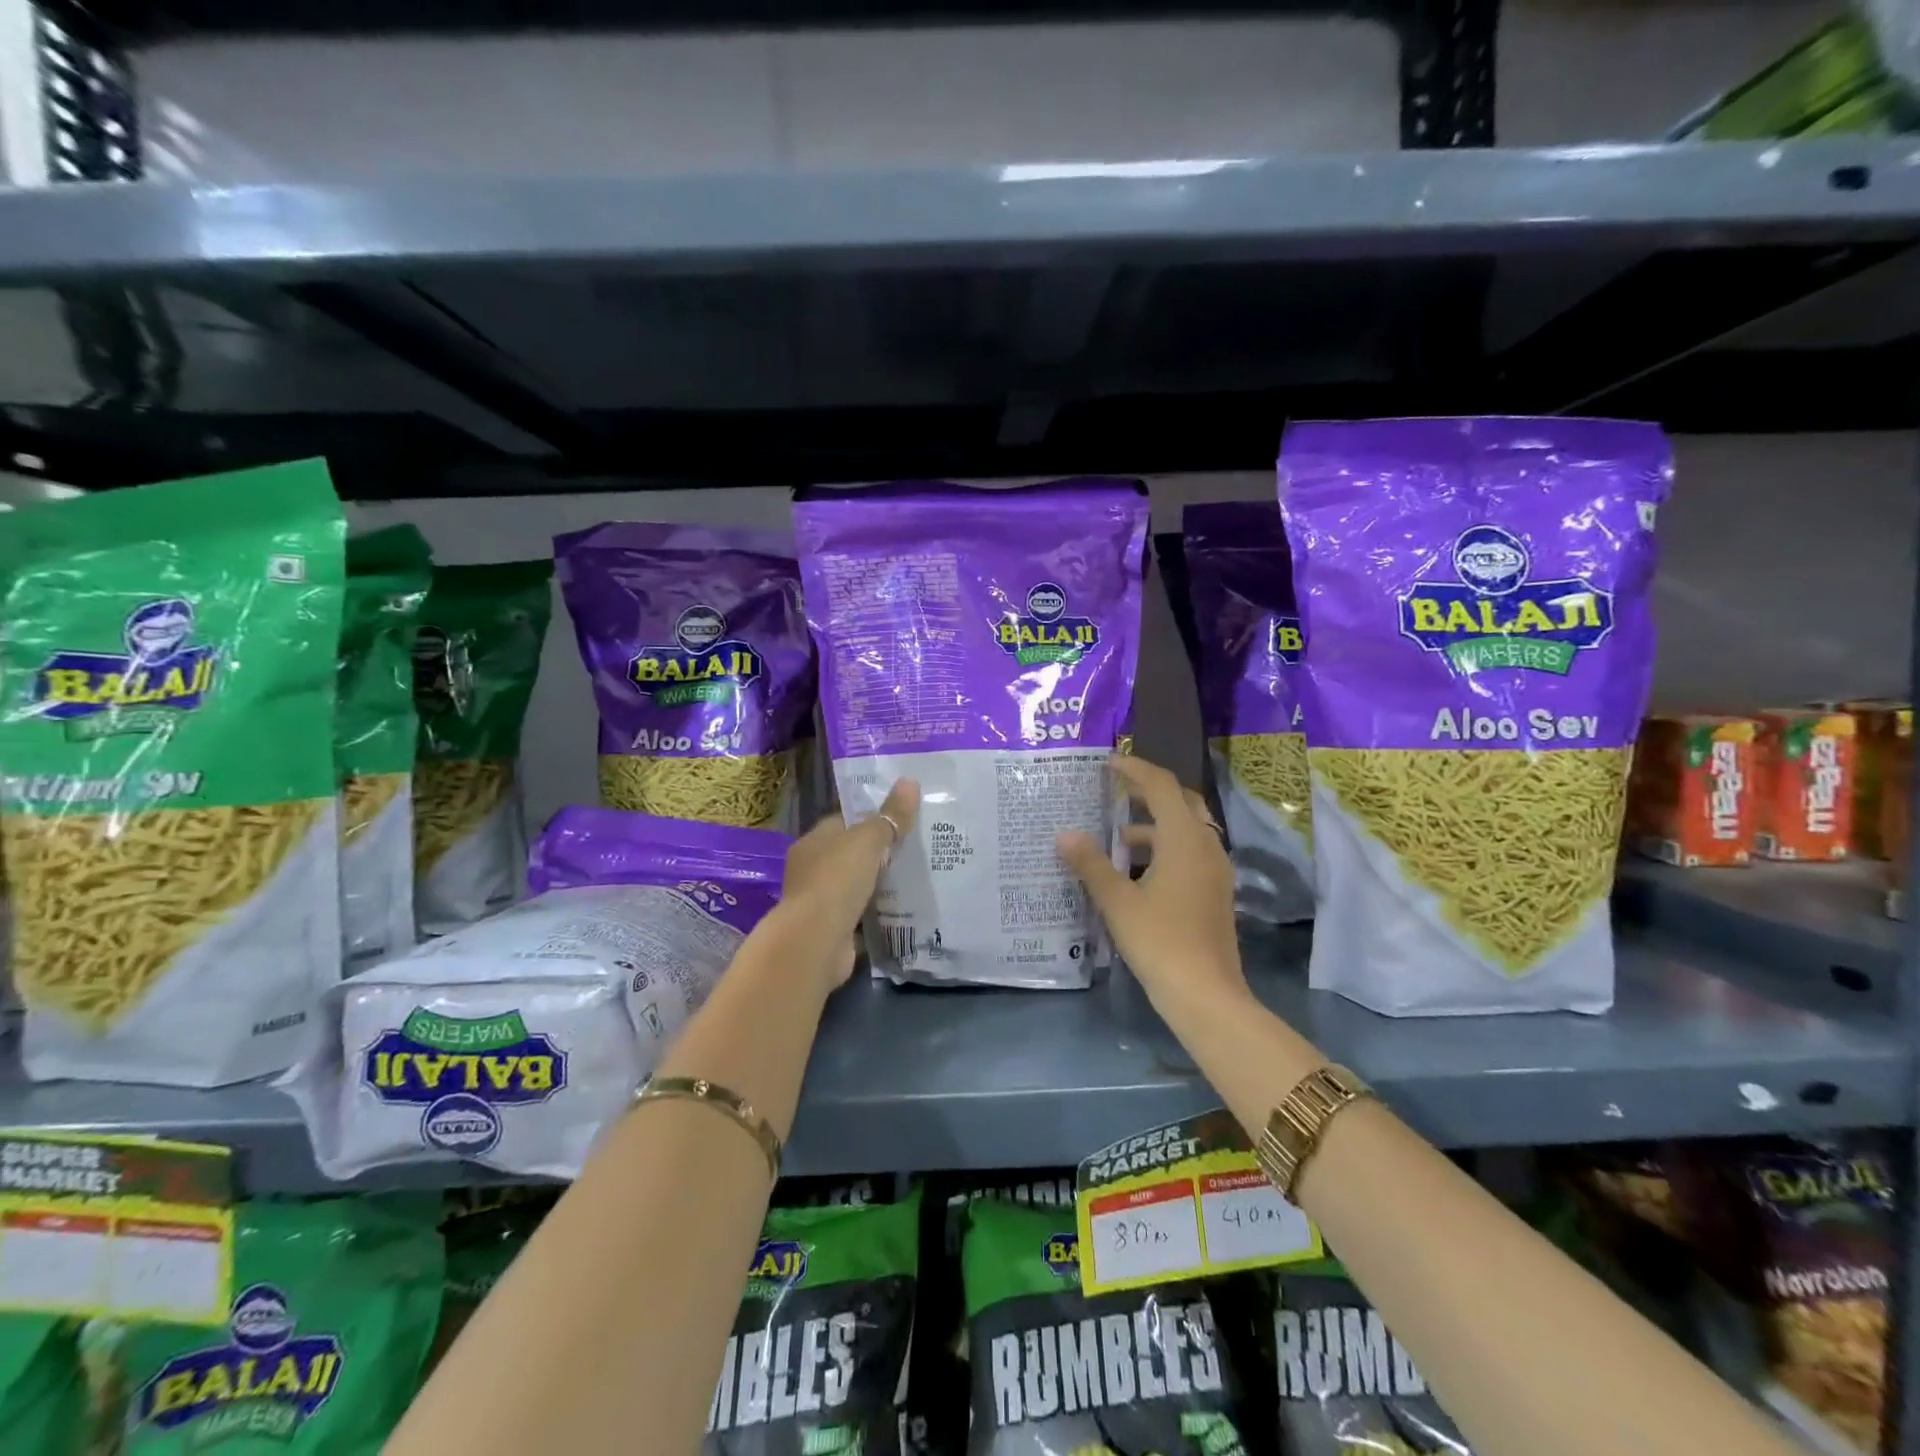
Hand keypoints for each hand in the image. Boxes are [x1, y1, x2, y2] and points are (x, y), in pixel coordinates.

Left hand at [779, 778, 920, 991]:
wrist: (817, 940)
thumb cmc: (837, 879)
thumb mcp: (868, 840)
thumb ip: (890, 816)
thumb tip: (910, 781)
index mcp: (813, 841)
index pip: (842, 823)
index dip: (869, 820)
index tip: (899, 820)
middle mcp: (811, 869)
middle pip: (848, 855)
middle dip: (876, 854)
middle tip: (913, 850)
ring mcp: (819, 901)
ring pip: (854, 886)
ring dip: (876, 885)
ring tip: (913, 879)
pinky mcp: (831, 929)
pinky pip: (858, 914)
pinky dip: (874, 913)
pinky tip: (900, 910)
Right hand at [1055, 755, 1247, 1018]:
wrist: (1206, 995)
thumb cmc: (1159, 940)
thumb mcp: (1118, 901)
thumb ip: (1090, 864)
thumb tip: (1064, 834)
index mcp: (1184, 838)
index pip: (1162, 785)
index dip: (1135, 769)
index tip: (1108, 763)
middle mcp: (1206, 846)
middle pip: (1180, 802)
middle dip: (1148, 792)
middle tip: (1114, 792)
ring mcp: (1215, 870)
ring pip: (1186, 830)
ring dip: (1153, 825)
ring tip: (1115, 839)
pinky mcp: (1215, 892)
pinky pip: (1189, 853)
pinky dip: (1164, 848)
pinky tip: (1136, 872)